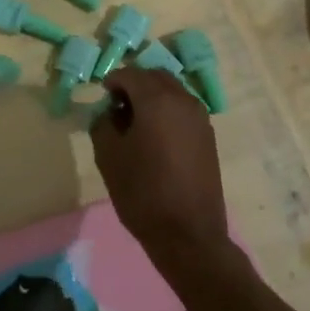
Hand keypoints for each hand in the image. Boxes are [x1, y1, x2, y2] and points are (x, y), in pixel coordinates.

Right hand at [90, 68, 229, 267]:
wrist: (188, 235)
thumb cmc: (143, 193)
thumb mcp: (108, 156)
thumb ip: (103, 124)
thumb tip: (110, 112)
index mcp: (156, 100)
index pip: (129, 75)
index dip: (112, 82)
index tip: (101, 99)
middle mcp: (182, 100)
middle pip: (154, 76)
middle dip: (134, 84)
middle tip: (117, 106)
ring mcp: (200, 117)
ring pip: (172, 90)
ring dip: (152, 96)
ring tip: (136, 122)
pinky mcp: (208, 136)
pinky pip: (183, 108)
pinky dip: (167, 110)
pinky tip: (156, 136)